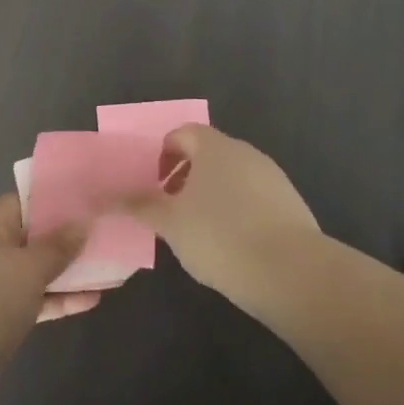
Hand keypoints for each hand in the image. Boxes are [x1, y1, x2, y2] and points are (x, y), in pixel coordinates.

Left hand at [0, 195, 102, 379]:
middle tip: (101, 237)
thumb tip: (82, 223)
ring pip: (33, 271)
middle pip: (31, 237)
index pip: (23, 202)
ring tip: (105, 269)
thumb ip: (59, 246)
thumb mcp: (30, 268)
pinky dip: (55, 298)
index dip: (54, 202)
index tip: (86, 205)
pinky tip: (90, 300)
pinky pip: (31, 298)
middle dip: (65, 240)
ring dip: (65, 272)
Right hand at [123, 125, 321, 309]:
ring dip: (212, 194)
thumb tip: (112, 198)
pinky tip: (231, 243)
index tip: (154, 184)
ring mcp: (272, 176)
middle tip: (171, 208)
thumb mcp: (170, 223)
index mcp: (214, 147)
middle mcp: (246, 153)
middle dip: (186, 175)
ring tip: (199, 230)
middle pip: (209, 153)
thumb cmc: (219, 236)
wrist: (289, 270)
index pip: (183, 133)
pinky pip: (254, 197)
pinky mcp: (290, 203)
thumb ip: (141, 206)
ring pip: (233, 176)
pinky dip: (237, 210)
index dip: (164, 153)